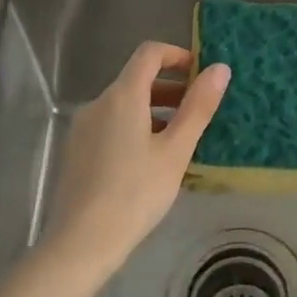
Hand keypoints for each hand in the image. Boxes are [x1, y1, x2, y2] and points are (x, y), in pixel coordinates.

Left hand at [42, 41, 230, 276]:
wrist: (80, 244)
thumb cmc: (135, 193)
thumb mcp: (176, 151)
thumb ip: (198, 106)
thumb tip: (220, 68)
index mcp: (122, 96)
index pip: (149, 53)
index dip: (177, 55)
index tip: (200, 74)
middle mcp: (98, 103)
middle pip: (136, 79)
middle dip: (170, 87)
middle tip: (198, 110)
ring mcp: (83, 128)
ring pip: (124, 104)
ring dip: (154, 109)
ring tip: (180, 138)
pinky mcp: (76, 151)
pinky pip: (111, 124)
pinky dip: (135, 127)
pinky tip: (150, 160)